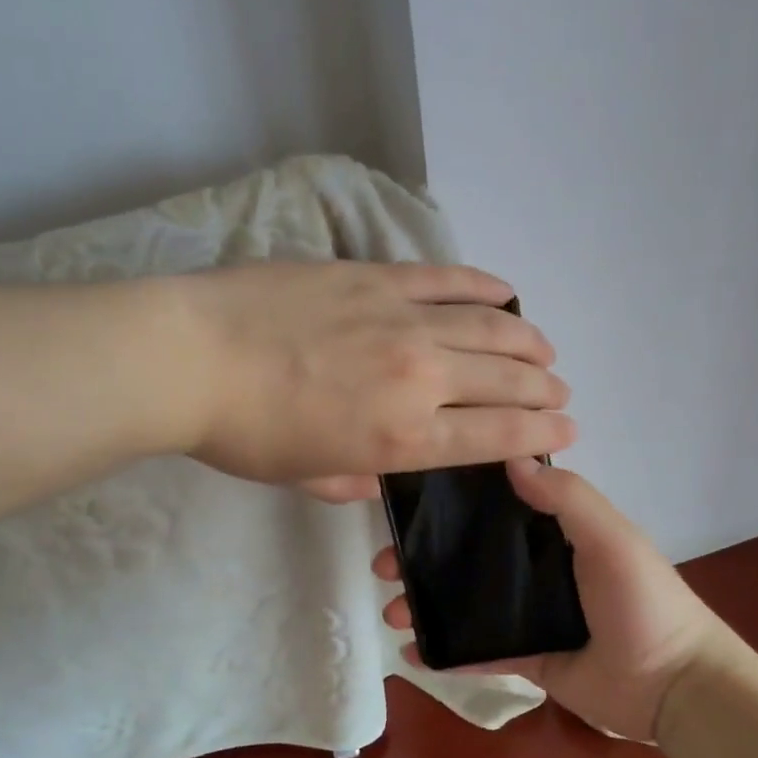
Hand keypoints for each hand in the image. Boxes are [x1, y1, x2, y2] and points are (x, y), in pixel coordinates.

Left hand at [166, 262, 574, 488]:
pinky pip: (445, 279)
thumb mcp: (304, 476)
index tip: (567, 430)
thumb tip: (377, 475)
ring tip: (546, 348)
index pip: (495, 437)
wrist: (191, 358)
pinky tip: (505, 290)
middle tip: (561, 391)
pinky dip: (482, 285)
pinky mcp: (377, 277)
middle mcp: (420, 378)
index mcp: (403, 439)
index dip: (539, 434)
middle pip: (504, 381)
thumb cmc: (244, 433)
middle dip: (543, 390)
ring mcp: (403, 320)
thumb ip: (352, 480)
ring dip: (527, 339)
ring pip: (489, 327)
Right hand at [374, 459, 733, 740]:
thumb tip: (510, 458)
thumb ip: (567, 498)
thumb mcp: (611, 538)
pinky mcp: (528, 660)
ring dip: (428, 604)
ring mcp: (531, 616)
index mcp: (558, 534)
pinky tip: (412, 652)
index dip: (453, 505)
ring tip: (393, 612)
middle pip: (471, 557)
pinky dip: (447, 652)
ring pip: (468, 604)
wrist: (674, 685)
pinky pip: (480, 653)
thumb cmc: (642, 601)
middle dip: (424, 558)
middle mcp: (539, 569)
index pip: (497, 508)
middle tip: (383, 565)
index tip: (409, 505)